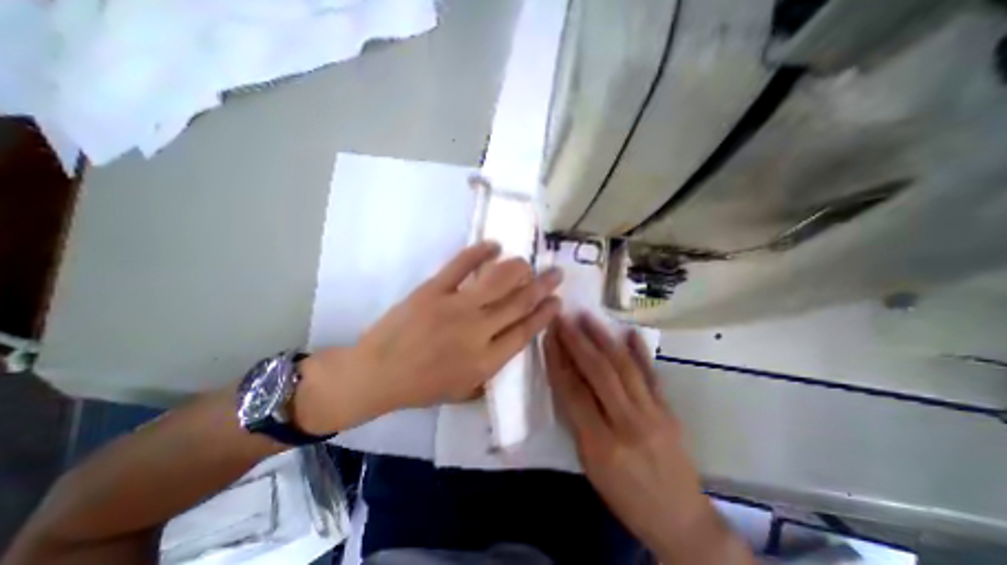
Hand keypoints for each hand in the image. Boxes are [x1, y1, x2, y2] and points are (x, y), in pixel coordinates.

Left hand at [295, 240, 562, 433]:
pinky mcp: (433, 290)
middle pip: (519, 302)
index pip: (526, 331)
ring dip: (518, 268)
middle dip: (543, 286)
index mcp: (486, 360)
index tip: (557, 301)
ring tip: (527, 262)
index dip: (545, 313)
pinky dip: (480, 251)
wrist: (376, 374)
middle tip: (556, 273)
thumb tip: (511, 342)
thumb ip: (492, 368)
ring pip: (498, 280)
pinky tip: (494, 245)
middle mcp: (478, 331)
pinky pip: (461, 265)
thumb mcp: (464, 389)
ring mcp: (455, 307)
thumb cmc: (421, 386)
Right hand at [549, 315, 750, 562]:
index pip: (573, 391)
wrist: (681, 520)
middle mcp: (627, 423)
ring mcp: (653, 413)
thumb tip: (568, 380)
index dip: (558, 360)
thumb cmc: (625, 497)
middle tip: (564, 319)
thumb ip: (578, 420)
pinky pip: (652, 374)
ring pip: (624, 367)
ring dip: (603, 338)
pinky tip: (629, 331)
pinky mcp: (669, 409)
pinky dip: (639, 351)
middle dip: (577, 341)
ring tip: (588, 317)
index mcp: (600, 444)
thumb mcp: (590, 466)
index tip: (549, 336)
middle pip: (598, 372)